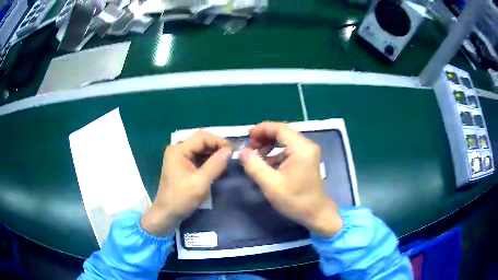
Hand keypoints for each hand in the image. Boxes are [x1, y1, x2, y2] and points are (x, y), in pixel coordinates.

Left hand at [141, 130, 231, 235]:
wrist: (166, 214)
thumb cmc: (181, 199)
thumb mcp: (200, 183)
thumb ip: (215, 165)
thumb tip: (229, 150)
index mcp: (178, 150)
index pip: (202, 137)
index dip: (219, 141)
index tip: (232, 152)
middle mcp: (178, 149)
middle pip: (201, 140)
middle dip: (217, 146)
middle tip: (231, 156)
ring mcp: (179, 157)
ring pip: (201, 148)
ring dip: (214, 153)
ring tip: (226, 161)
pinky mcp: (182, 165)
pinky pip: (198, 157)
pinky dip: (209, 160)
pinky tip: (217, 166)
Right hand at [239, 122, 342, 236]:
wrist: (315, 213)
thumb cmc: (295, 200)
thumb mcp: (270, 184)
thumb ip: (254, 165)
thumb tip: (242, 151)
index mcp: (301, 148)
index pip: (279, 128)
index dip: (261, 129)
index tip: (247, 136)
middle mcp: (306, 146)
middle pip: (282, 132)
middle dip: (264, 137)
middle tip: (249, 147)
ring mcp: (308, 152)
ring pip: (285, 141)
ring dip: (269, 145)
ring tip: (255, 155)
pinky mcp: (306, 159)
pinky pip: (288, 150)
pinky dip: (276, 153)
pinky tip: (266, 164)